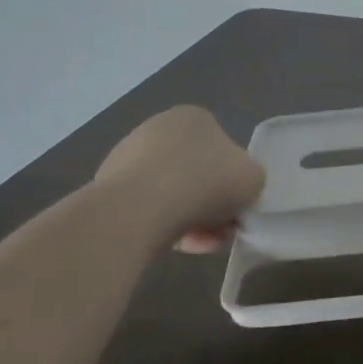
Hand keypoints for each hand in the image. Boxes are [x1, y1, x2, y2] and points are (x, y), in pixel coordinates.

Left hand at [95, 106, 264, 251]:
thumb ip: (251, 179)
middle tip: (222, 230)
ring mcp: (128, 157)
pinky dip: (165, 226)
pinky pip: (148, 209)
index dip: (233, 180)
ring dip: (192, 219)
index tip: (237, 206)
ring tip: (202, 245)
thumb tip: (237, 189)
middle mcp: (158, 129)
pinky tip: (178, 247)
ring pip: (172, 194)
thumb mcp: (253, 178)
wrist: (141, 208)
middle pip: (196, 173)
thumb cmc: (205, 182)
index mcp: (193, 117)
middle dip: (211, 204)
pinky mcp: (109, 188)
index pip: (221, 147)